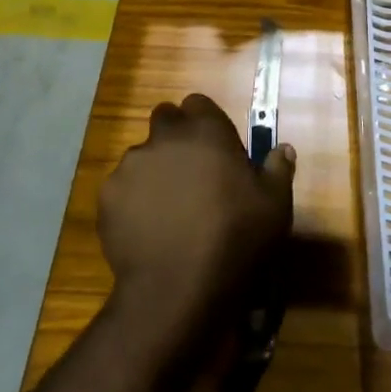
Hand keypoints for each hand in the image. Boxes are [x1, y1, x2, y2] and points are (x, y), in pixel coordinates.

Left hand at [99, 94, 295, 345]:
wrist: (178, 288)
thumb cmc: (236, 238)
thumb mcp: (275, 206)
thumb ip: (277, 170)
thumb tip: (283, 149)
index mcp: (205, 131)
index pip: (198, 103)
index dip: (205, 121)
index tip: (215, 147)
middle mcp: (164, 138)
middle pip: (165, 120)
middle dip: (175, 138)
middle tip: (191, 173)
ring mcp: (130, 166)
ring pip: (142, 156)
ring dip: (154, 171)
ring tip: (167, 209)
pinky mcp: (107, 197)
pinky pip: (121, 189)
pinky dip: (132, 202)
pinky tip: (147, 229)